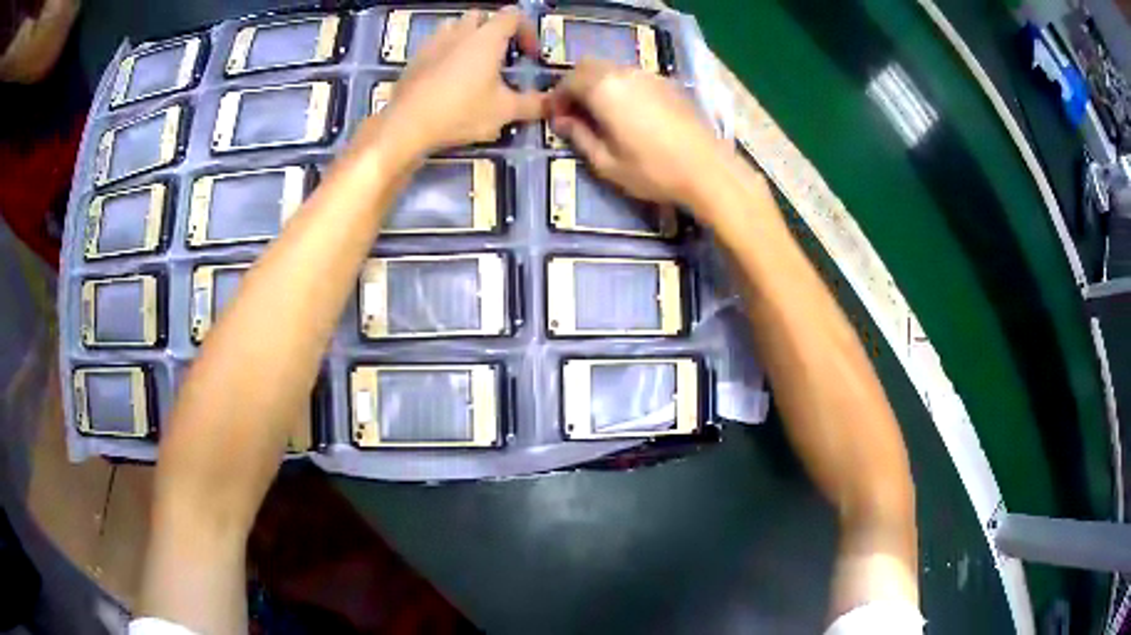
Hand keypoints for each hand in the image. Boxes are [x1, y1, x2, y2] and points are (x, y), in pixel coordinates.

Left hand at [378, 6, 545, 156]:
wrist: (407, 125)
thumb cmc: (461, 111)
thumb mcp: (504, 112)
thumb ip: (532, 105)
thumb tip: (552, 104)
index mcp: (487, 37)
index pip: (513, 15)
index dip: (526, 31)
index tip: (529, 56)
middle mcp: (460, 32)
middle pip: (482, 15)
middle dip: (494, 30)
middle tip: (500, 56)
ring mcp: (433, 43)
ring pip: (454, 26)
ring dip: (467, 37)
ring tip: (472, 63)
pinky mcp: (414, 59)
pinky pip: (434, 45)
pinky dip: (445, 53)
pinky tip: (446, 78)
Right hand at [548, 60, 730, 209]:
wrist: (708, 170)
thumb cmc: (653, 171)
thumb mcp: (606, 163)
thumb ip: (580, 136)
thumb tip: (562, 121)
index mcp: (604, 89)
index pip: (568, 81)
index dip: (557, 98)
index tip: (556, 117)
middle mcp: (625, 74)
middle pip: (589, 66)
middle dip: (575, 85)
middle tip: (575, 112)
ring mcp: (649, 76)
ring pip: (612, 68)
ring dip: (598, 84)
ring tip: (601, 113)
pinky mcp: (668, 84)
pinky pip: (634, 76)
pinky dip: (621, 86)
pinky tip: (628, 112)